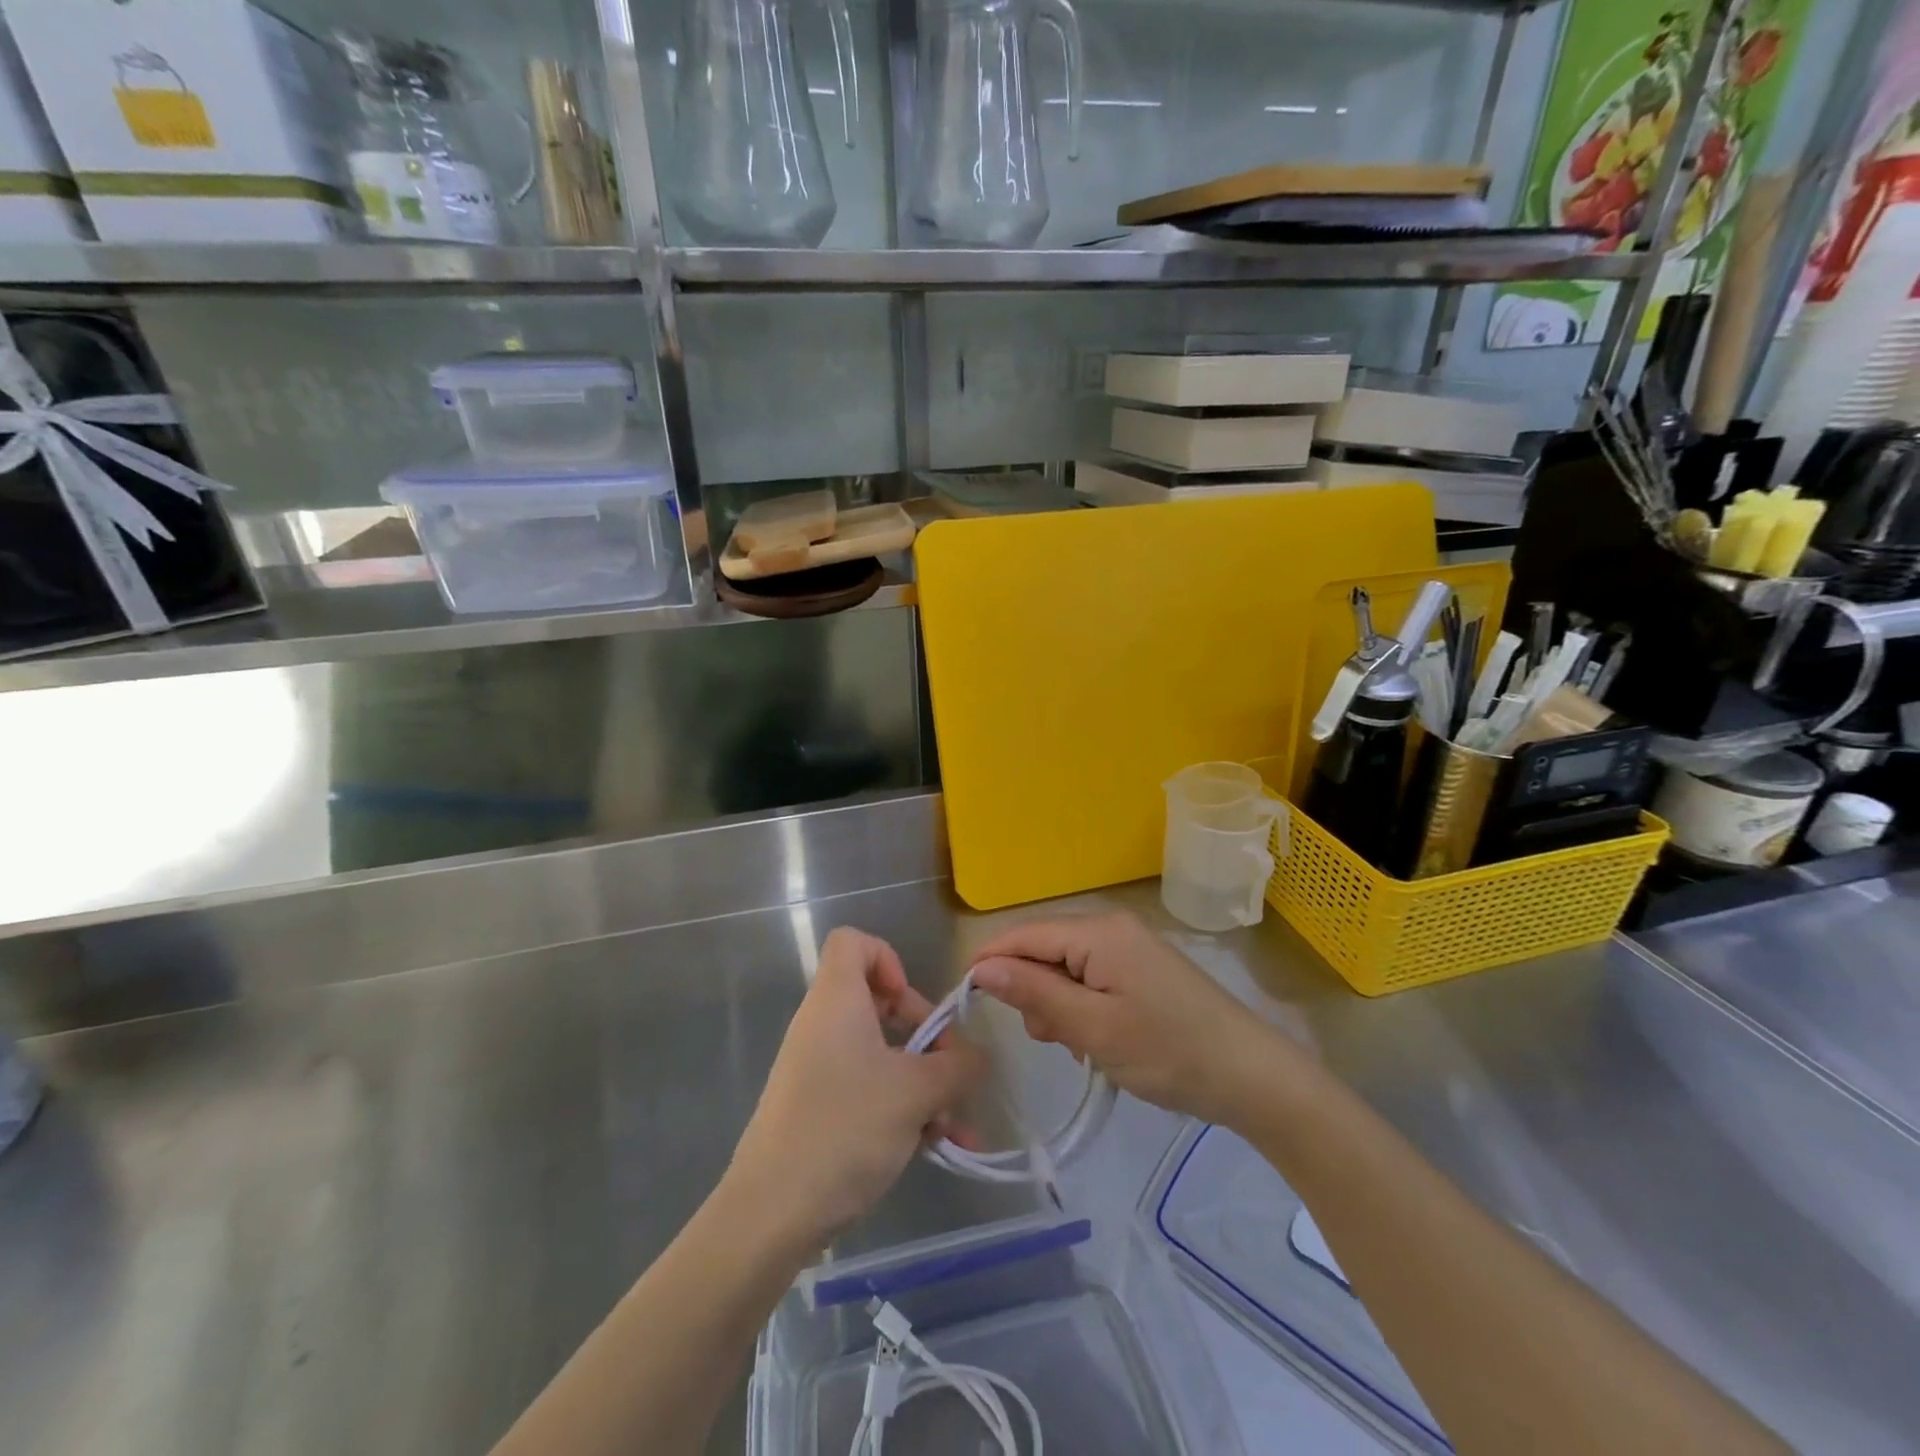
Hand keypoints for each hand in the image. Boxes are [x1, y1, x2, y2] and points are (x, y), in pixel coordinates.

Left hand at [728, 927, 984, 1241]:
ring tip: (955, 1128)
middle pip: (878, 1002)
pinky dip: (901, 1108)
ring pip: (881, 1055)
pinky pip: (867, 1090)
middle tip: (950, 1070)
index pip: (853, 941)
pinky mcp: (817, 1108)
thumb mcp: (916, 1093)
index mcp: (836, 1000)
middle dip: (925, 1036)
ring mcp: (817, 1069)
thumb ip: (958, 1067)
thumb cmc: (845, 1128)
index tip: (912, 1005)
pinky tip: (934, 1148)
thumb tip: (981, 1055)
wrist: (771, 1213)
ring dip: (923, 1084)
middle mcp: (823, 1025)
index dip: (889, 959)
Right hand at [970, 911, 1299, 1127]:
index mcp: (1097, 932)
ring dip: (1058, 1006)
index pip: (1023, 935)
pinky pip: (1091, 979)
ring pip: (1065, 968)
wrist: (1251, 1075)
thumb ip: (1034, 993)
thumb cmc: (1168, 1051)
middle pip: (1044, 950)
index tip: (967, 1003)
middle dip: (1032, 992)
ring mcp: (1129, 948)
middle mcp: (1110, 928)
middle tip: (1049, 1040)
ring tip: (1078, 1046)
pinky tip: (1097, 1041)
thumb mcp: (1093, 1028)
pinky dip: (1082, 1008)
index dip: (990, 963)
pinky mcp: (1141, 969)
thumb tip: (981, 967)